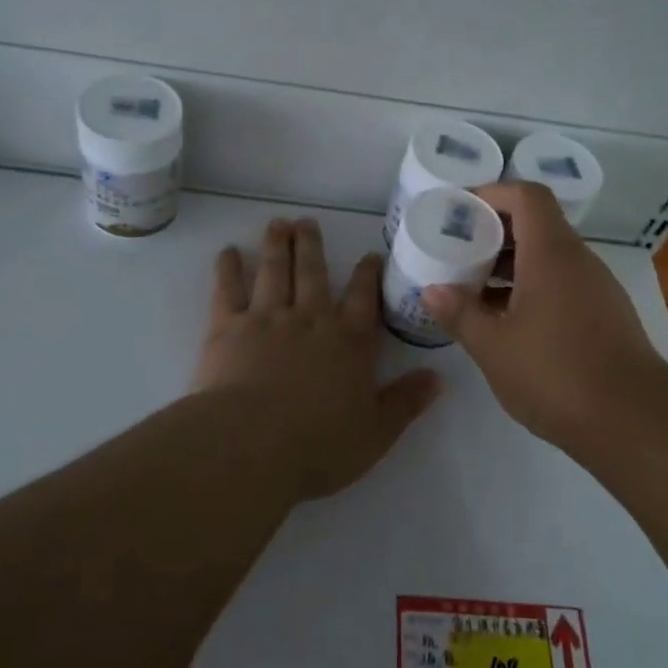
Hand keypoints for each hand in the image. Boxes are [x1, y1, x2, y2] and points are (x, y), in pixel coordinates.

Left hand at [194, 217, 440, 498]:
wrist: (253, 445)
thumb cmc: (320, 445)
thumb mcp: (377, 432)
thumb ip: (407, 401)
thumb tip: (439, 378)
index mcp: (350, 342)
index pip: (365, 299)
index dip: (368, 275)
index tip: (369, 254)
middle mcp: (311, 320)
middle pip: (314, 274)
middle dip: (313, 245)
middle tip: (307, 221)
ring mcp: (268, 319)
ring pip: (275, 272)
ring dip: (277, 245)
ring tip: (277, 223)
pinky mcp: (228, 328)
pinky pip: (228, 290)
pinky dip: (228, 268)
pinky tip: (228, 251)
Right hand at [421, 182, 667, 450]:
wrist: (634, 421)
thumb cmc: (556, 374)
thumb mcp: (494, 347)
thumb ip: (460, 314)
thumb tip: (432, 291)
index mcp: (551, 254)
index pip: (526, 196)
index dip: (491, 194)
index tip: (459, 212)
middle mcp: (578, 260)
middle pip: (536, 224)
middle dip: (493, 232)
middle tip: (456, 251)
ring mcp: (596, 287)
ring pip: (548, 256)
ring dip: (510, 264)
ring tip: (472, 288)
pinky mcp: (605, 314)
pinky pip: (562, 283)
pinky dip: (531, 287)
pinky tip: (506, 321)